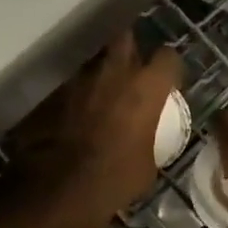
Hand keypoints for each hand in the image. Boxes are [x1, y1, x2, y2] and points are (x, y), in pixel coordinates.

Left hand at [7, 32, 181, 224]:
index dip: (170, 67)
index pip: (167, 56)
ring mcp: (81, 80)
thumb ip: (151, 137)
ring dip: (104, 70)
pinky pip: (75, 85)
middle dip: (132, 48)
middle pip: (126, 39)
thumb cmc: (118, 177)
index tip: (170, 81)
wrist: (64, 188)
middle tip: (136, 67)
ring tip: (107, 90)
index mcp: (146, 87)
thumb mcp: (150, 162)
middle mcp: (115, 73)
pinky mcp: (56, 95)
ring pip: (97, 60)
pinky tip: (83, 111)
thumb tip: (147, 138)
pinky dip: (82, 93)